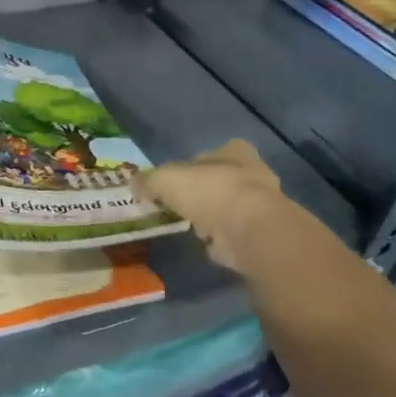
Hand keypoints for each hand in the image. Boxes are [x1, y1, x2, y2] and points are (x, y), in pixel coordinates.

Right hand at [135, 138, 286, 272]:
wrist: (249, 230)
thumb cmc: (209, 191)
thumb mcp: (165, 179)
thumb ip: (149, 180)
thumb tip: (133, 183)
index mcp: (234, 152)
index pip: (210, 154)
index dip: (190, 167)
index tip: (174, 182)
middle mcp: (253, 174)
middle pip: (220, 181)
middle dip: (202, 193)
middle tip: (179, 205)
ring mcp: (261, 206)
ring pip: (228, 208)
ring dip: (211, 218)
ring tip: (188, 226)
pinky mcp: (261, 234)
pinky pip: (233, 234)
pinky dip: (220, 240)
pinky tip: (203, 244)